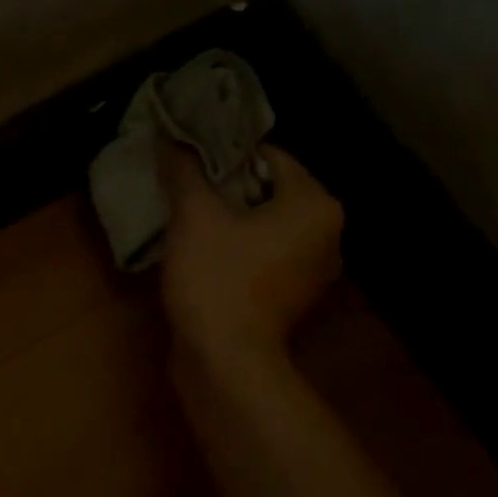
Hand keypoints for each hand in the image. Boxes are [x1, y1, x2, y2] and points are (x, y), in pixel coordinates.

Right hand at [159, 142, 344, 364]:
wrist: (225, 361)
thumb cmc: (217, 279)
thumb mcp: (194, 216)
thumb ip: (184, 171)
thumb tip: (170, 136)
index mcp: (316, 205)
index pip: (270, 156)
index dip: (225, 153)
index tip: (189, 159)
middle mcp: (327, 235)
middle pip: (269, 192)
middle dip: (226, 187)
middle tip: (185, 186)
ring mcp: (311, 272)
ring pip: (265, 226)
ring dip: (230, 219)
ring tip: (189, 217)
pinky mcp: (291, 299)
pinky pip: (263, 256)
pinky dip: (237, 249)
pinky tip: (203, 253)